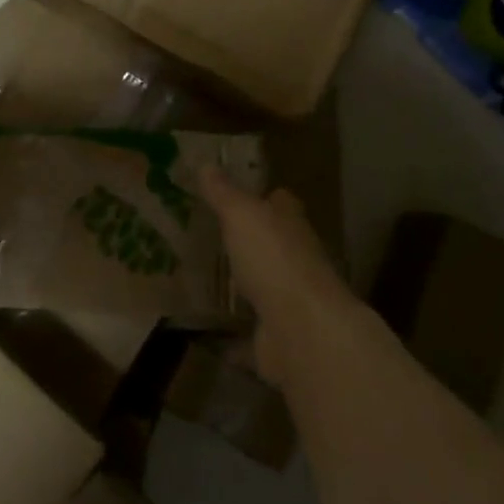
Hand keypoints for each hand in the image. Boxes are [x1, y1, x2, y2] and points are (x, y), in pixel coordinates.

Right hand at [199, 165, 352, 385]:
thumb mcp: (242, 215)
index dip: (264, 197)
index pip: (281, 204)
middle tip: (210, 237)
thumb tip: (206, 163)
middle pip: (273, 247)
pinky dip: (232, 339)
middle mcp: (296, 262)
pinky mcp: (277, 341)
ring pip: (262, 290)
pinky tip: (205, 336)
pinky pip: (249, 337)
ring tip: (202, 283)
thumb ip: (223, 193)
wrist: (302, 331)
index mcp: (291, 227)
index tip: (238, 194)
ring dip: (242, 289)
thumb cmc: (274, 260)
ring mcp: (289, 304)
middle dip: (249, 244)